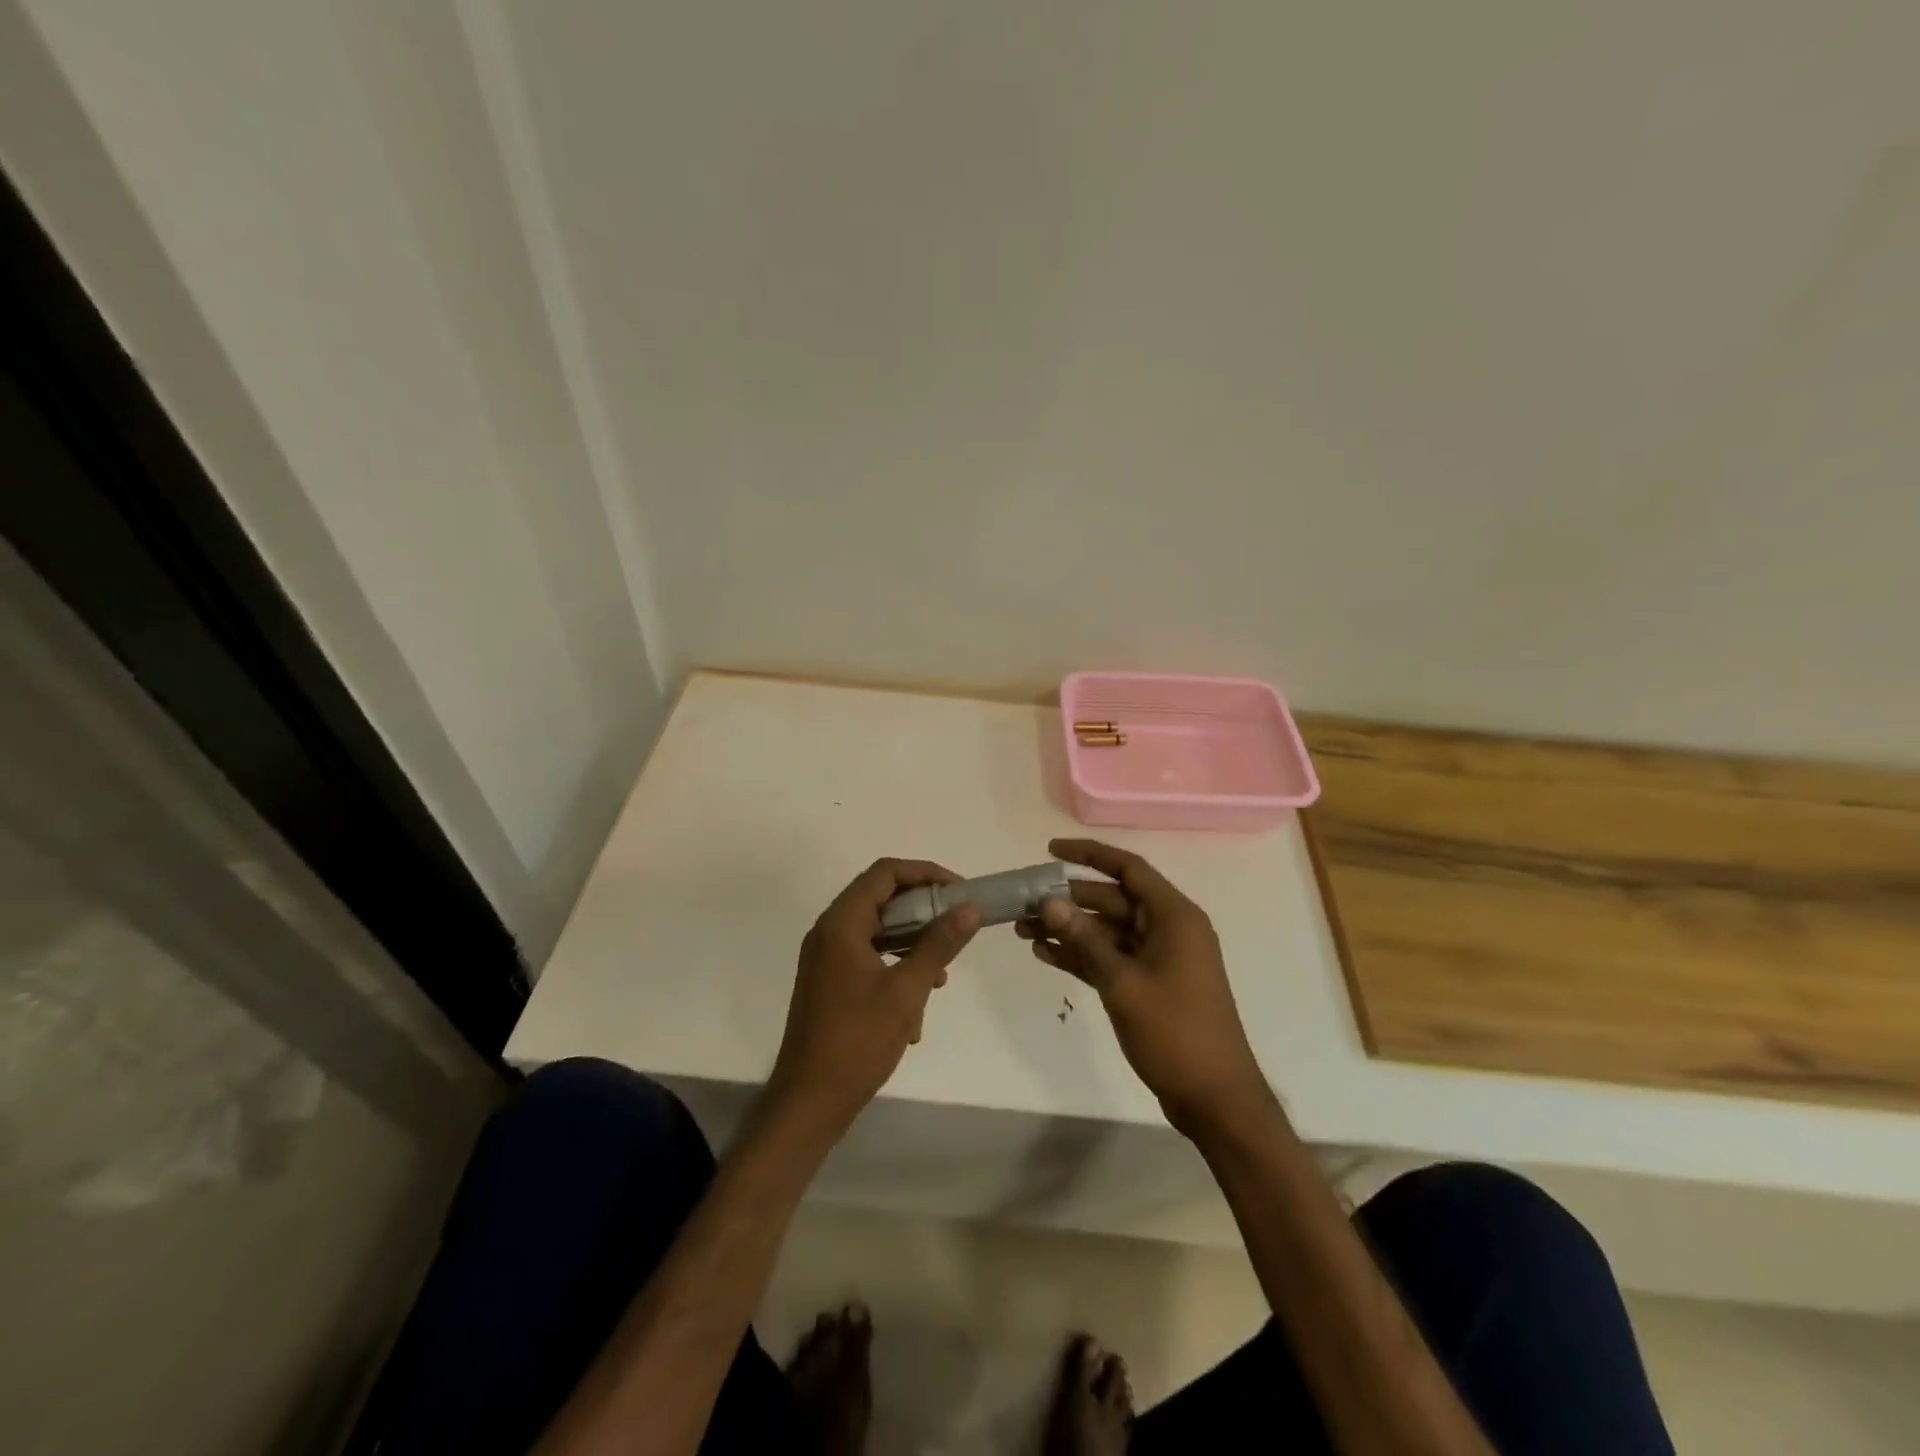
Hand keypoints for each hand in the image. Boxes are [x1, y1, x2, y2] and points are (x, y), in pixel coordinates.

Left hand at [766, 859, 980, 1141]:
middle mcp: (829, 932)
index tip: (959, 891)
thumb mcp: (907, 991)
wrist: (808, 1101)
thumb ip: (939, 944)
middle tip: (956, 926)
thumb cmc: (857, 1041)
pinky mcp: (829, 982)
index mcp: (841, 924)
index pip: (885, 872)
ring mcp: (825, 958)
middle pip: (881, 898)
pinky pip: (868, 957)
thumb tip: (969, 909)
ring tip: (940, 976)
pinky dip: (895, 968)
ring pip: (877, 930)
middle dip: (923, 911)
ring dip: (912, 944)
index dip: (925, 873)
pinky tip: (915, 1011)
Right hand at [1019, 839, 1269, 1135]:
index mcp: (1174, 917)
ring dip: (1069, 930)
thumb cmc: (1175, 1032)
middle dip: (1068, 900)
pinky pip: (1110, 958)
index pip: (1128, 869)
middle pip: (1112, 900)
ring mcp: (1158, 957)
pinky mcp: (1148, 983)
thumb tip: (1049, 903)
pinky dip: (1081, 955)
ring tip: (1023, 931)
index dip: (1089, 855)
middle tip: (1024, 903)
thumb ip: (1085, 940)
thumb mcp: (1123, 983)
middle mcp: (1167, 928)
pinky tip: (1044, 955)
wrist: (1214, 1098)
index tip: (1049, 850)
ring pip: (1106, 930)